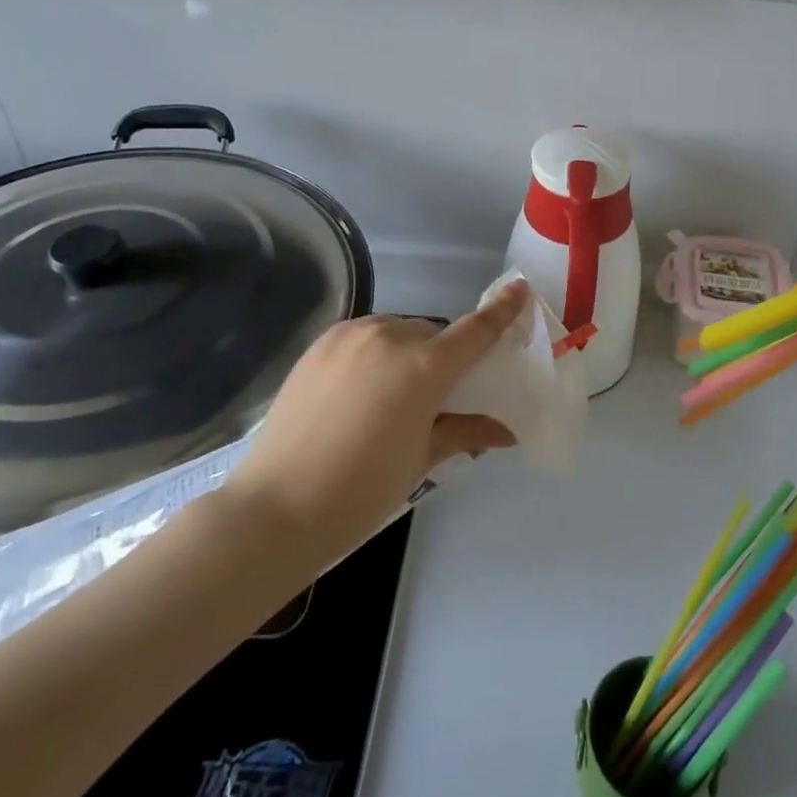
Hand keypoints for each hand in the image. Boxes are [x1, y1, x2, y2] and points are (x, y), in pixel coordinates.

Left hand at [221, 279, 528, 559]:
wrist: (277, 507)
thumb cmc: (362, 490)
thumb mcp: (423, 459)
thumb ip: (467, 431)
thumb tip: (508, 431)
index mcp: (422, 367)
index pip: (475, 330)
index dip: (502, 310)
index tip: (520, 289)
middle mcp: (389, 337)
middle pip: (434, 335)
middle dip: (443, 357)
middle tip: (438, 397)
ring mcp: (350, 335)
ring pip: (398, 332)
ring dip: (408, 352)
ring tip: (392, 396)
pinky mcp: (321, 343)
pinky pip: (365, 337)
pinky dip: (376, 352)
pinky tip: (361, 389)